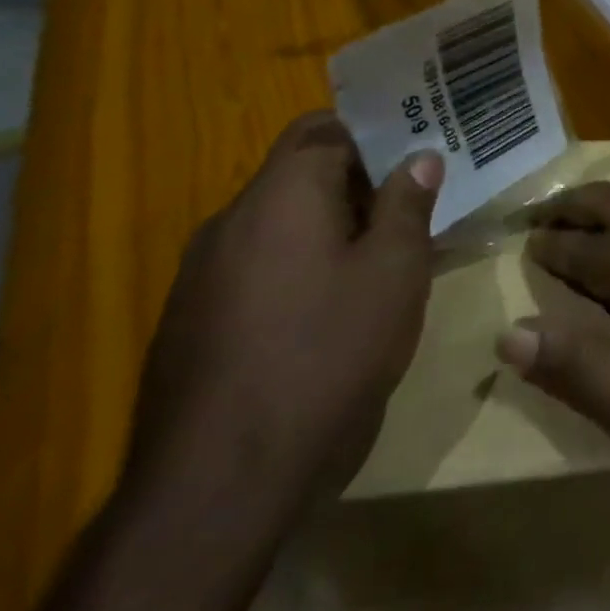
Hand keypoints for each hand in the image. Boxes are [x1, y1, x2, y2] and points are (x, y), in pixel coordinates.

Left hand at [123, 112, 443, 524]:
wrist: (220, 484)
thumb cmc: (327, 356)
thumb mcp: (394, 273)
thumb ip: (407, 204)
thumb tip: (419, 157)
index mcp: (281, 195)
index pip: (325, 127)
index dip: (375, 132)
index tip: (417, 151)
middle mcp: (231, 220)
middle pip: (299, 173)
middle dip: (358, 182)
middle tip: (413, 206)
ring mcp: (200, 274)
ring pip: (278, 224)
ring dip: (329, 227)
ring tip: (381, 260)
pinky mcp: (190, 322)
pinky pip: (254, 267)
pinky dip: (296, 267)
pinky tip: (328, 314)